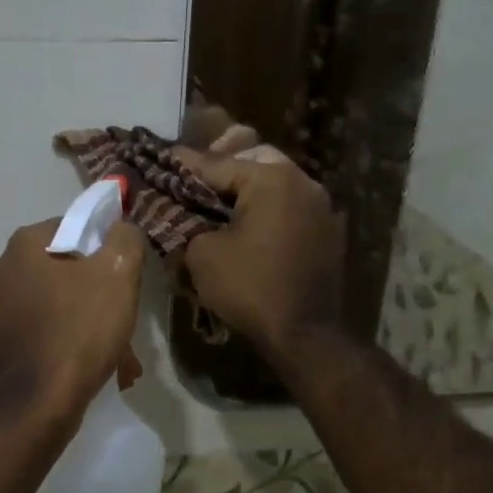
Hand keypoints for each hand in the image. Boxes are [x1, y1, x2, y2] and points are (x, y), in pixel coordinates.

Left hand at [0, 219, 145, 423]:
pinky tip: (96, 367)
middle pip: (66, 269)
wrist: (37, 403)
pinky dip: (70, 342)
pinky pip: (45, 330)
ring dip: (89, 323)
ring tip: (119, 355)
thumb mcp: (118, 274)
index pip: (74, 227)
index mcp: (23, 244)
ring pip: (58, 304)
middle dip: (99, 294)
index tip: (125, 277)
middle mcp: (0, 269)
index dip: (105, 248)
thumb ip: (125, 238)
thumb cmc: (79, 329)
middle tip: (124, 318)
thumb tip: (121, 229)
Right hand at [174, 149, 344, 362]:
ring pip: (277, 183)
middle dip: (225, 167)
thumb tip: (184, 217)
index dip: (187, 166)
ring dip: (249, 188)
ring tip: (220, 201)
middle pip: (255, 162)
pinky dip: (267, 209)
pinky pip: (290, 208)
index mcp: (272, 179)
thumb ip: (188, 225)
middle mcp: (303, 183)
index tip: (165, 159)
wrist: (303, 333)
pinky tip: (248, 224)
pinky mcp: (327, 232)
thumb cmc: (249, 287)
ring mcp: (321, 207)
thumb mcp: (202, 255)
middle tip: (197, 179)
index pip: (219, 164)